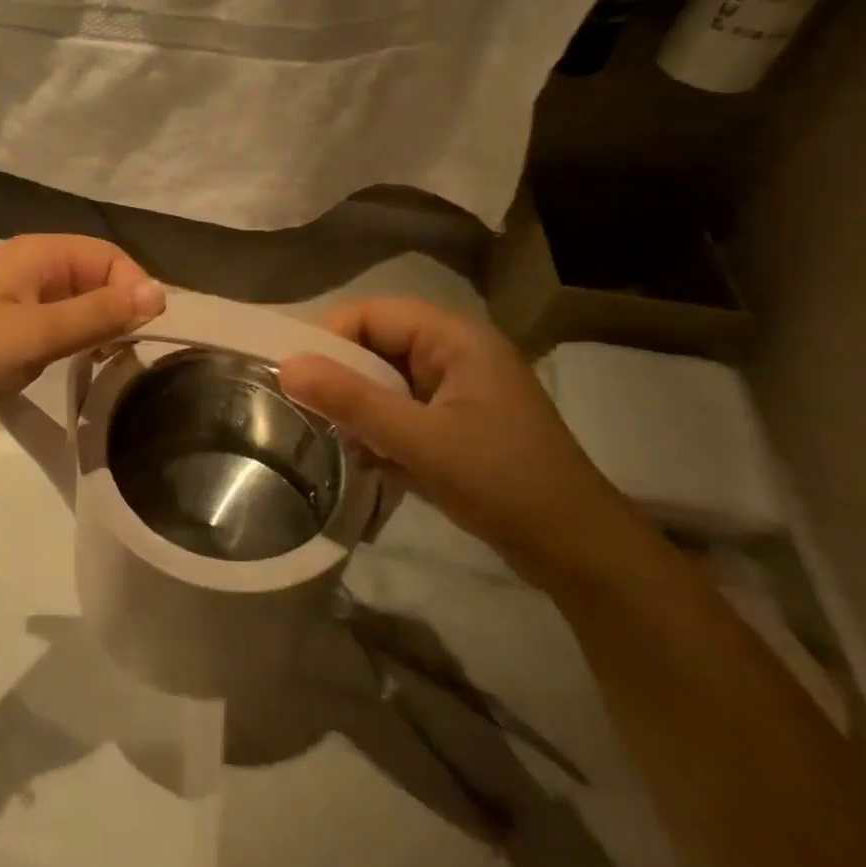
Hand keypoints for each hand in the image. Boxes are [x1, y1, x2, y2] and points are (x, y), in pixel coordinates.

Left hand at [0, 235, 165, 440]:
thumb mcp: (37, 334)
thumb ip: (97, 314)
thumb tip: (160, 294)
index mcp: (36, 253)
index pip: (107, 256)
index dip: (131, 287)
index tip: (142, 332)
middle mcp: (31, 268)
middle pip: (95, 276)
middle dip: (119, 306)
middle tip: (130, 351)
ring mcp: (18, 299)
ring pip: (78, 302)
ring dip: (100, 325)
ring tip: (113, 360)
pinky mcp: (10, 330)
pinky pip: (59, 324)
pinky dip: (78, 339)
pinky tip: (84, 364)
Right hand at [277, 300, 655, 592]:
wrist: (579, 553)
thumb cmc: (503, 482)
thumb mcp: (420, 440)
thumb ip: (351, 400)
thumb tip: (286, 366)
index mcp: (455, 338)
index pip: (373, 313)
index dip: (331, 338)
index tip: (298, 380)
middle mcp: (455, 353)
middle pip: (377, 346)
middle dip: (345, 381)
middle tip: (316, 416)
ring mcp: (457, 390)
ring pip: (385, 382)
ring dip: (361, 411)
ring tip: (348, 446)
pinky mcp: (456, 423)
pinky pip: (401, 410)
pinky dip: (381, 432)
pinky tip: (375, 464)